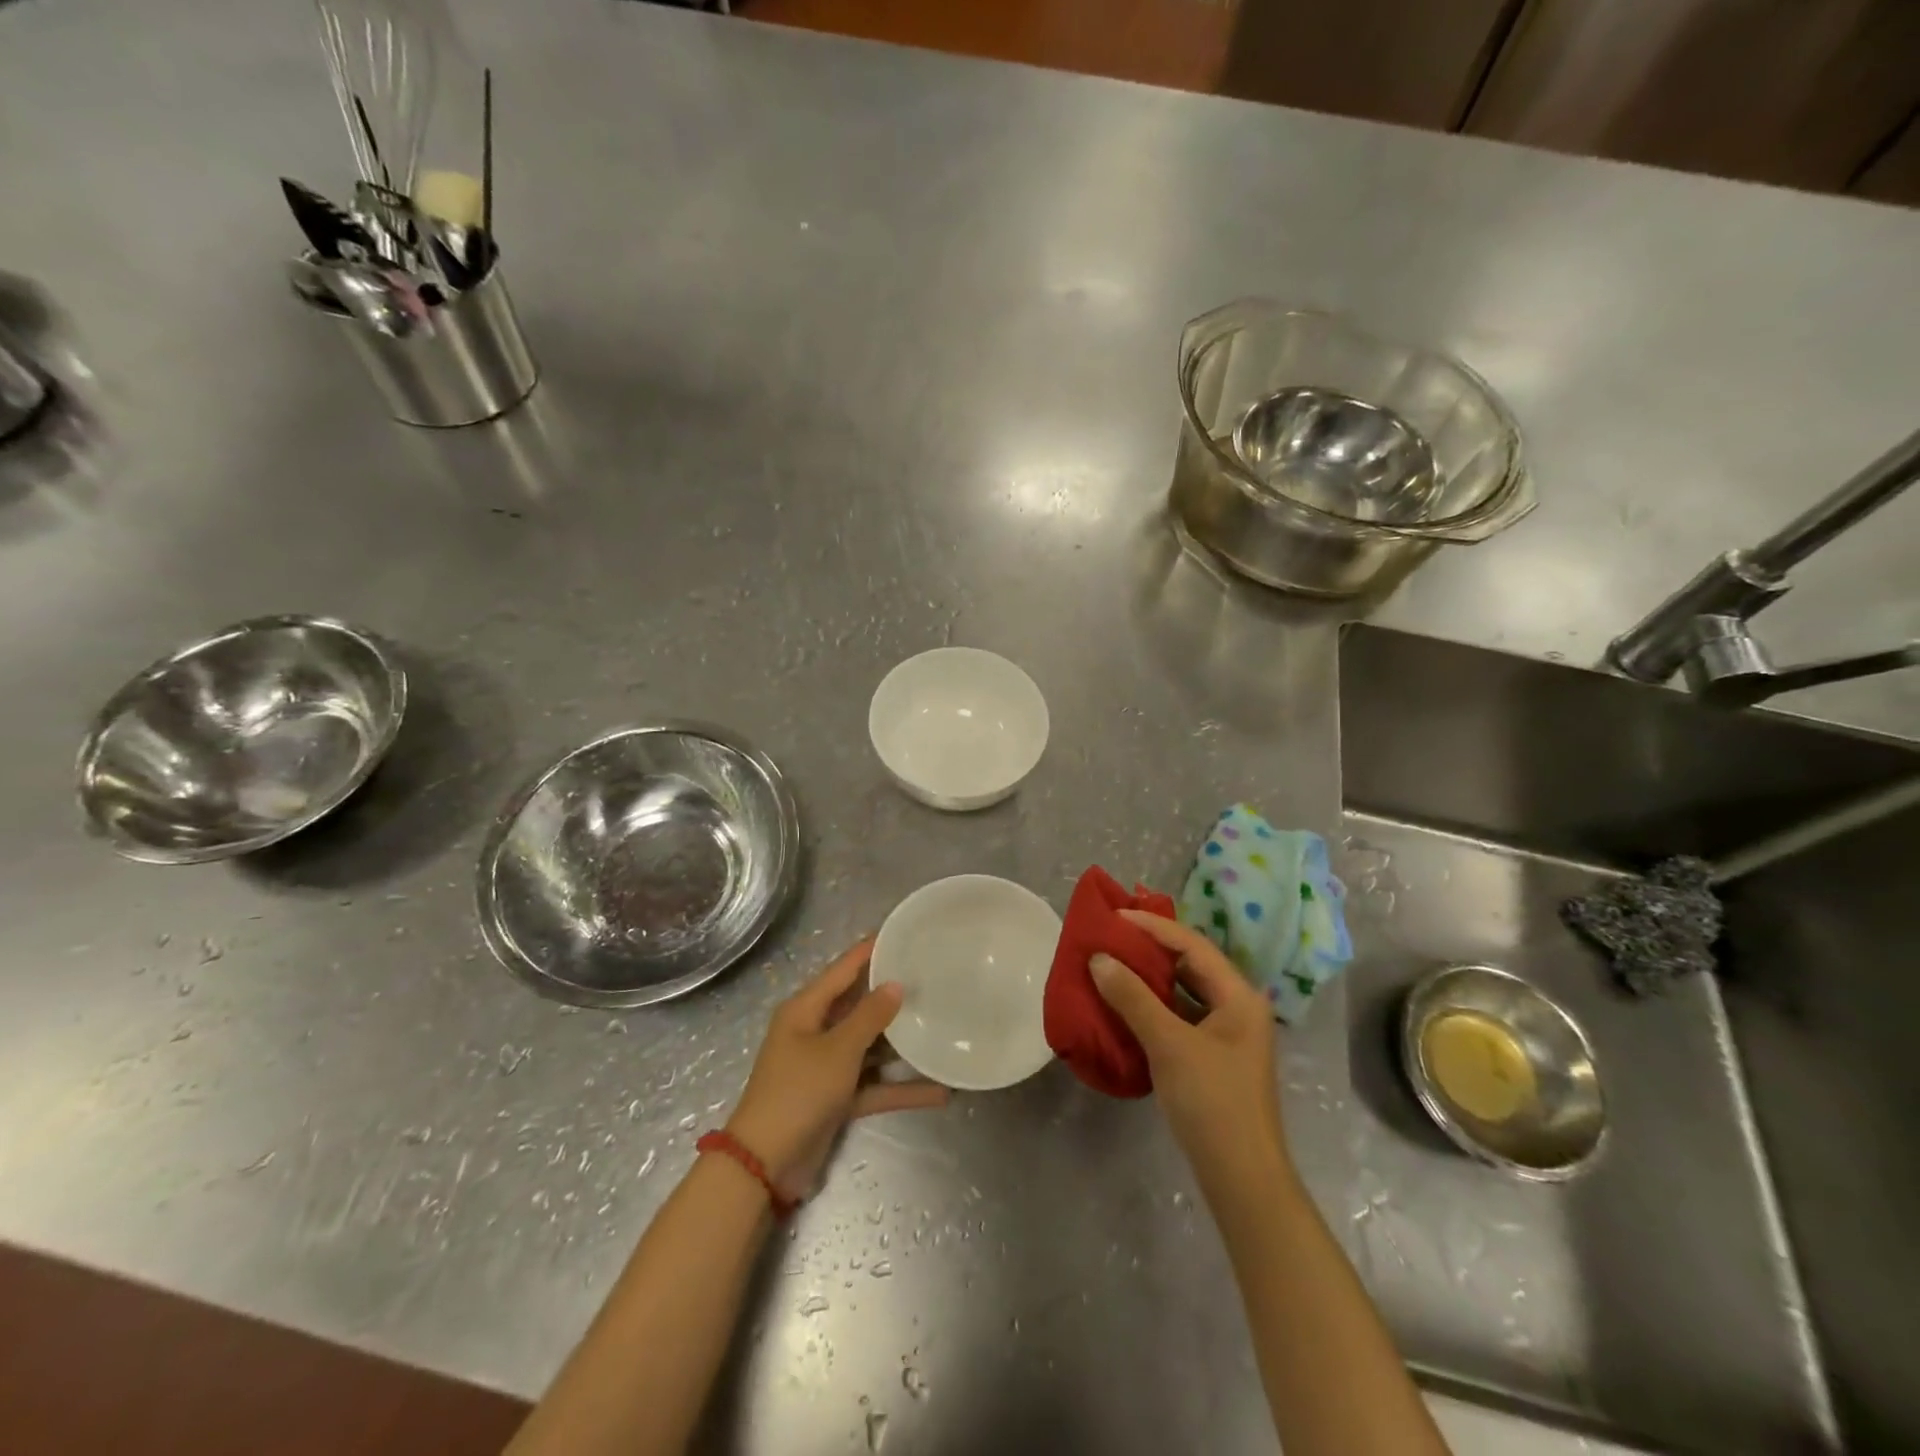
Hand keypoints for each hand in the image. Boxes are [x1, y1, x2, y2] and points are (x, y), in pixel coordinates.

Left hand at [726, 939, 948, 1199]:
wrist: (765, 1165)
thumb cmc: (798, 1092)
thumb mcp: (837, 1050)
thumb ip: (869, 1016)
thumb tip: (895, 984)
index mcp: (805, 1010)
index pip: (843, 969)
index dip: (870, 950)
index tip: (901, 932)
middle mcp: (815, 1031)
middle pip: (859, 1006)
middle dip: (892, 995)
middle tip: (931, 977)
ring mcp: (826, 1067)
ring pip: (870, 1046)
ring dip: (900, 1045)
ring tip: (940, 1026)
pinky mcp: (836, 1098)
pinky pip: (873, 1085)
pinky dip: (899, 1088)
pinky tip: (938, 1092)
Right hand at [1091, 910, 1288, 1185]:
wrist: (1242, 1178)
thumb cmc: (1212, 1102)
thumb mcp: (1169, 1044)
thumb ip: (1133, 998)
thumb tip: (1098, 959)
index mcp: (1238, 996)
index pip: (1192, 945)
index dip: (1152, 927)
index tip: (1114, 917)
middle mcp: (1237, 1007)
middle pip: (1190, 965)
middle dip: (1149, 950)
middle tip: (1109, 938)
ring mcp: (1226, 1035)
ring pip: (1183, 992)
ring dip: (1148, 979)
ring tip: (1110, 965)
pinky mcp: (1212, 1057)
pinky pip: (1179, 1017)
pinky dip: (1152, 1007)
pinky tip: (1124, 1007)